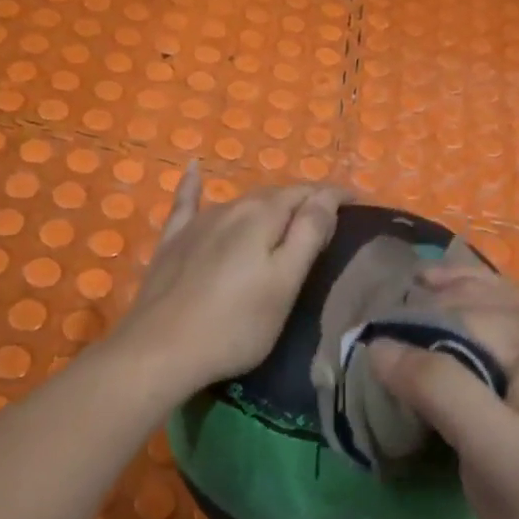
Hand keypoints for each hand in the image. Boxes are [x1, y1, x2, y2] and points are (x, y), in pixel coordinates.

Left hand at [117, 163, 344, 399]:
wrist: (160, 349)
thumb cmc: (235, 326)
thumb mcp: (284, 284)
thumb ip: (307, 235)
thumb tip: (326, 197)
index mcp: (263, 217)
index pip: (307, 194)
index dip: (334, 195)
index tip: (358, 201)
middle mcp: (230, 209)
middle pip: (274, 195)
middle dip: (303, 199)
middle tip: (327, 216)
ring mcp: (197, 224)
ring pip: (240, 202)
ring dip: (267, 203)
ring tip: (286, 213)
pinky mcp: (172, 242)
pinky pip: (186, 203)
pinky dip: (193, 185)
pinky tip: (193, 168)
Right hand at [369, 266, 518, 518]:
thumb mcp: (487, 446)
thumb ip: (437, 388)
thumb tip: (379, 346)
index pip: (455, 314)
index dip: (406, 331)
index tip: (367, 360)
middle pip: (462, 302)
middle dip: (415, 315)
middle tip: (370, 342)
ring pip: (473, 298)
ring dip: (430, 302)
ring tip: (390, 312)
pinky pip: (486, 312)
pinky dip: (452, 305)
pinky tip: (428, 296)